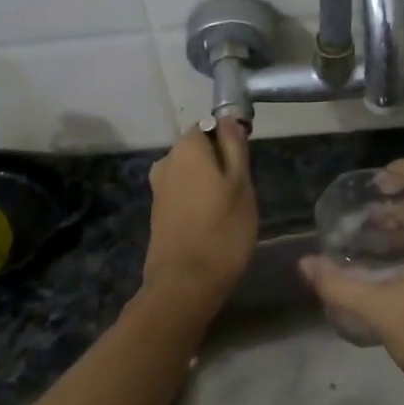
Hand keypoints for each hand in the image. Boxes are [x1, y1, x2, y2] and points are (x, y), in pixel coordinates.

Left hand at [142, 120, 257, 314]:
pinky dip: (197, 201)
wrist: (184, 285)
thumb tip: (229, 120)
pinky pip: (183, 193)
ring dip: (209, 184)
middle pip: (198, 150)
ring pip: (191, 173)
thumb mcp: (241, 185)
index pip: (210, 125)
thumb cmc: (222, 231)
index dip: (230, 140)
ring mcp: (158, 188)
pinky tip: (212, 223)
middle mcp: (166, 161)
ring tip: (230, 211)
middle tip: (242, 191)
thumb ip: (235, 148)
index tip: (246, 164)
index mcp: (186, 148)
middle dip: (219, 163)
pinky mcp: (157, 212)